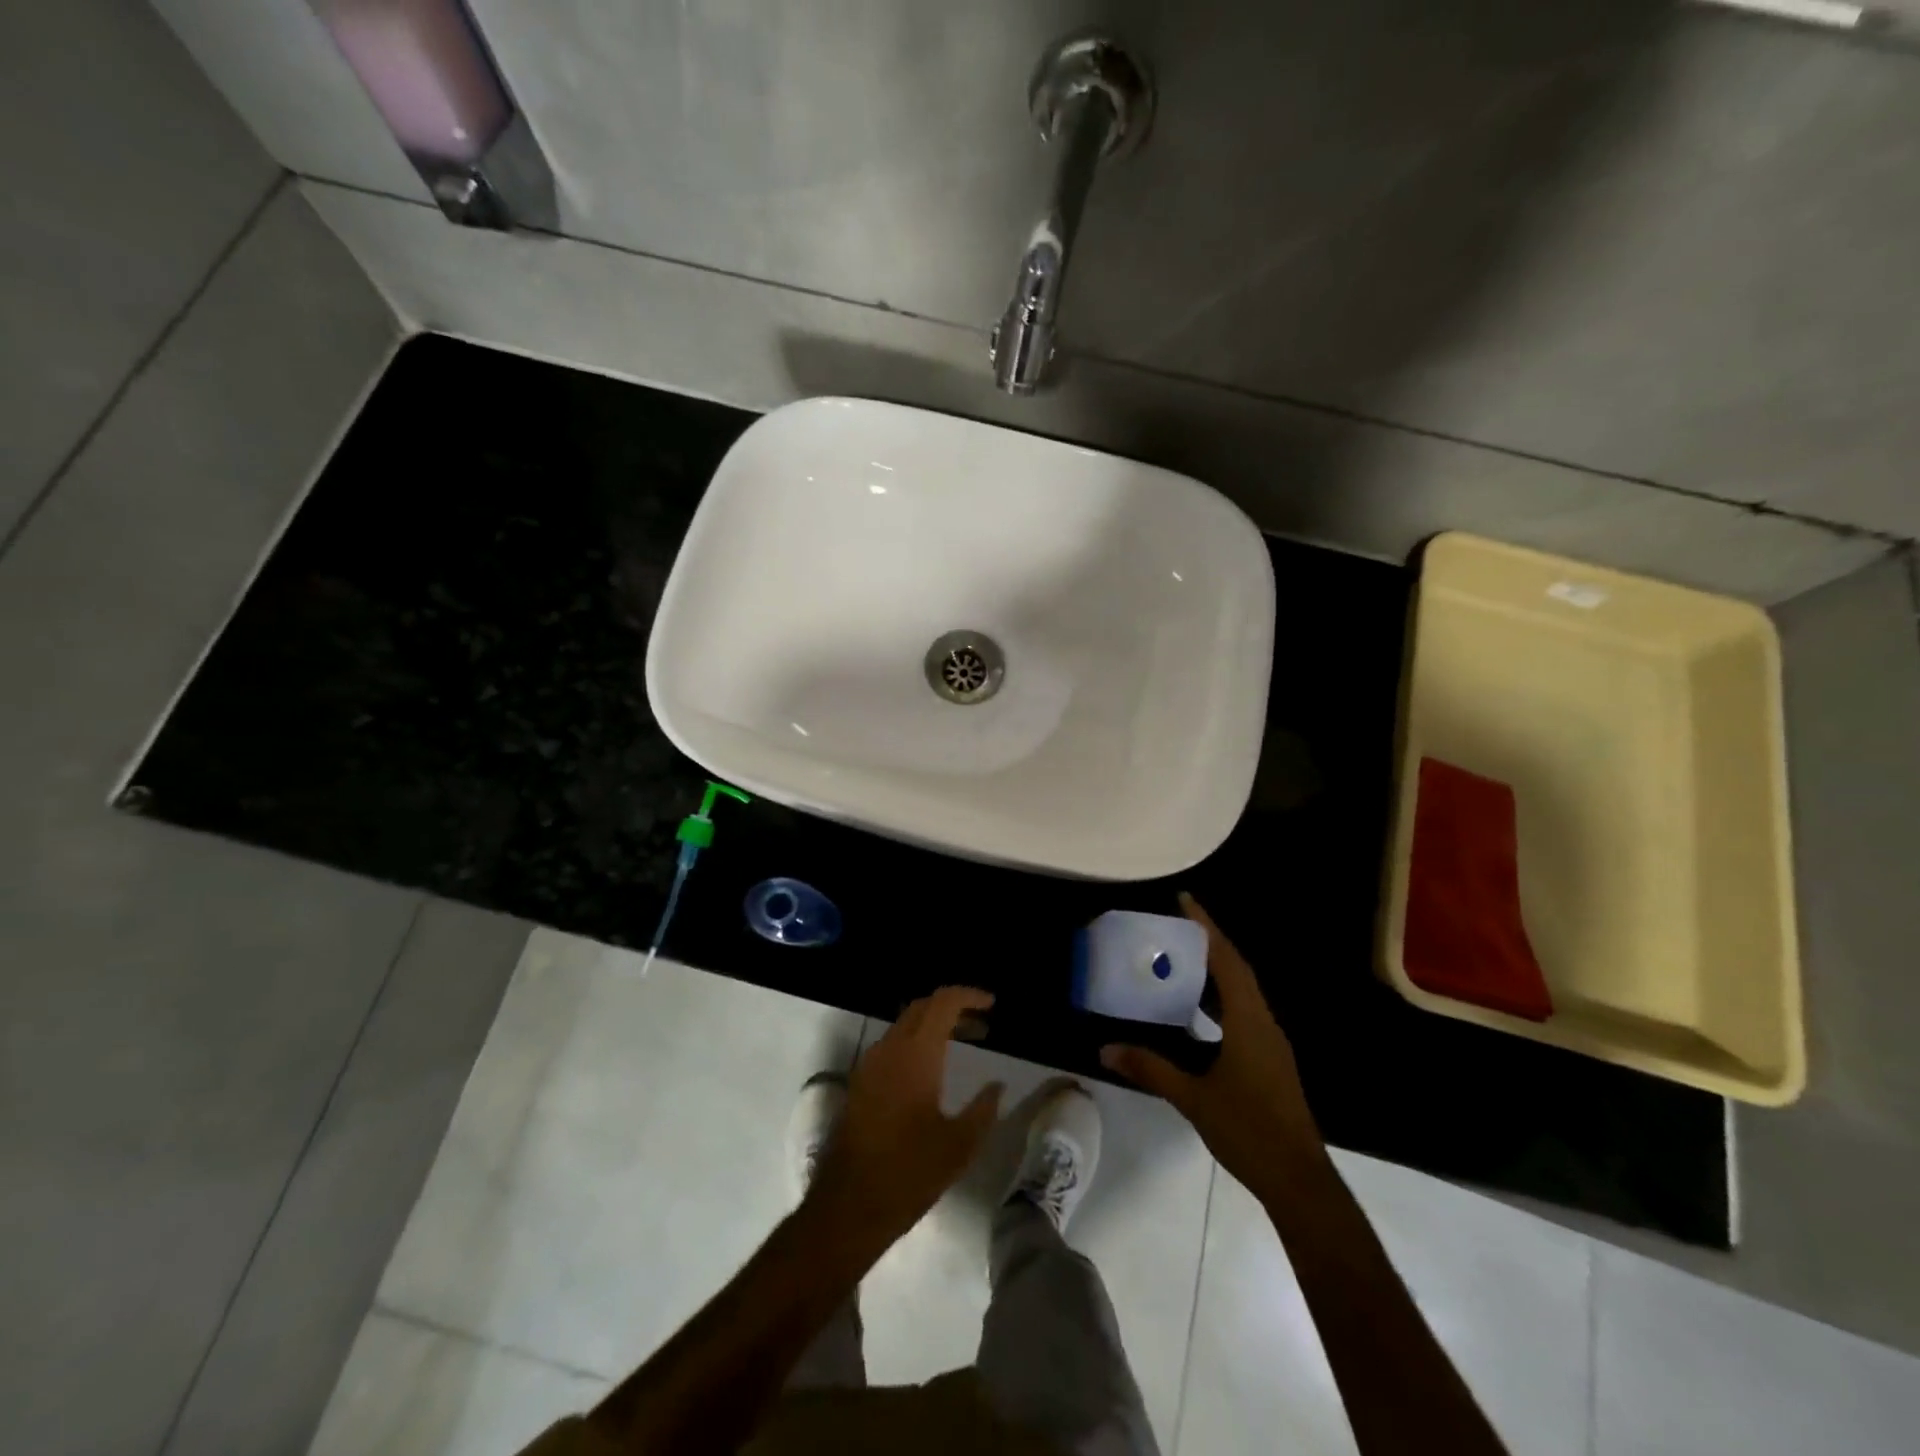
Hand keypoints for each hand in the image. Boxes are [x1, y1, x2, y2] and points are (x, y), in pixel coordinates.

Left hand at [808, 987, 1003, 1248]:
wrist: (849, 1205)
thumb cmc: (910, 1173)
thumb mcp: (960, 1145)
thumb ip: (983, 1108)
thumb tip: (997, 1085)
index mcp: (916, 1054)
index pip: (943, 1002)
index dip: (969, 995)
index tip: (992, 1004)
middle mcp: (889, 1049)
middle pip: (922, 1007)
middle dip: (953, 1008)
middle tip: (982, 1026)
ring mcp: (869, 1064)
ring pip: (904, 1025)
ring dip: (933, 1025)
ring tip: (963, 1043)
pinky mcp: (859, 1083)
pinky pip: (891, 1046)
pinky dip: (915, 1042)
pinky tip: (932, 1069)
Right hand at [1101, 894, 1323, 1194]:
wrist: (1299, 1180)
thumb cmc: (1248, 1130)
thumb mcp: (1193, 1098)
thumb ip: (1151, 1068)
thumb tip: (1105, 1048)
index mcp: (1249, 1022)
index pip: (1227, 961)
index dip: (1207, 929)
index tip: (1185, 901)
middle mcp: (1264, 1023)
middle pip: (1238, 969)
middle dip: (1209, 943)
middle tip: (1175, 926)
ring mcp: (1270, 1042)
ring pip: (1242, 992)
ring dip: (1216, 970)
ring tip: (1181, 958)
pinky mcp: (1269, 1060)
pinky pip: (1243, 1012)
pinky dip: (1220, 998)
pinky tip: (1197, 1010)